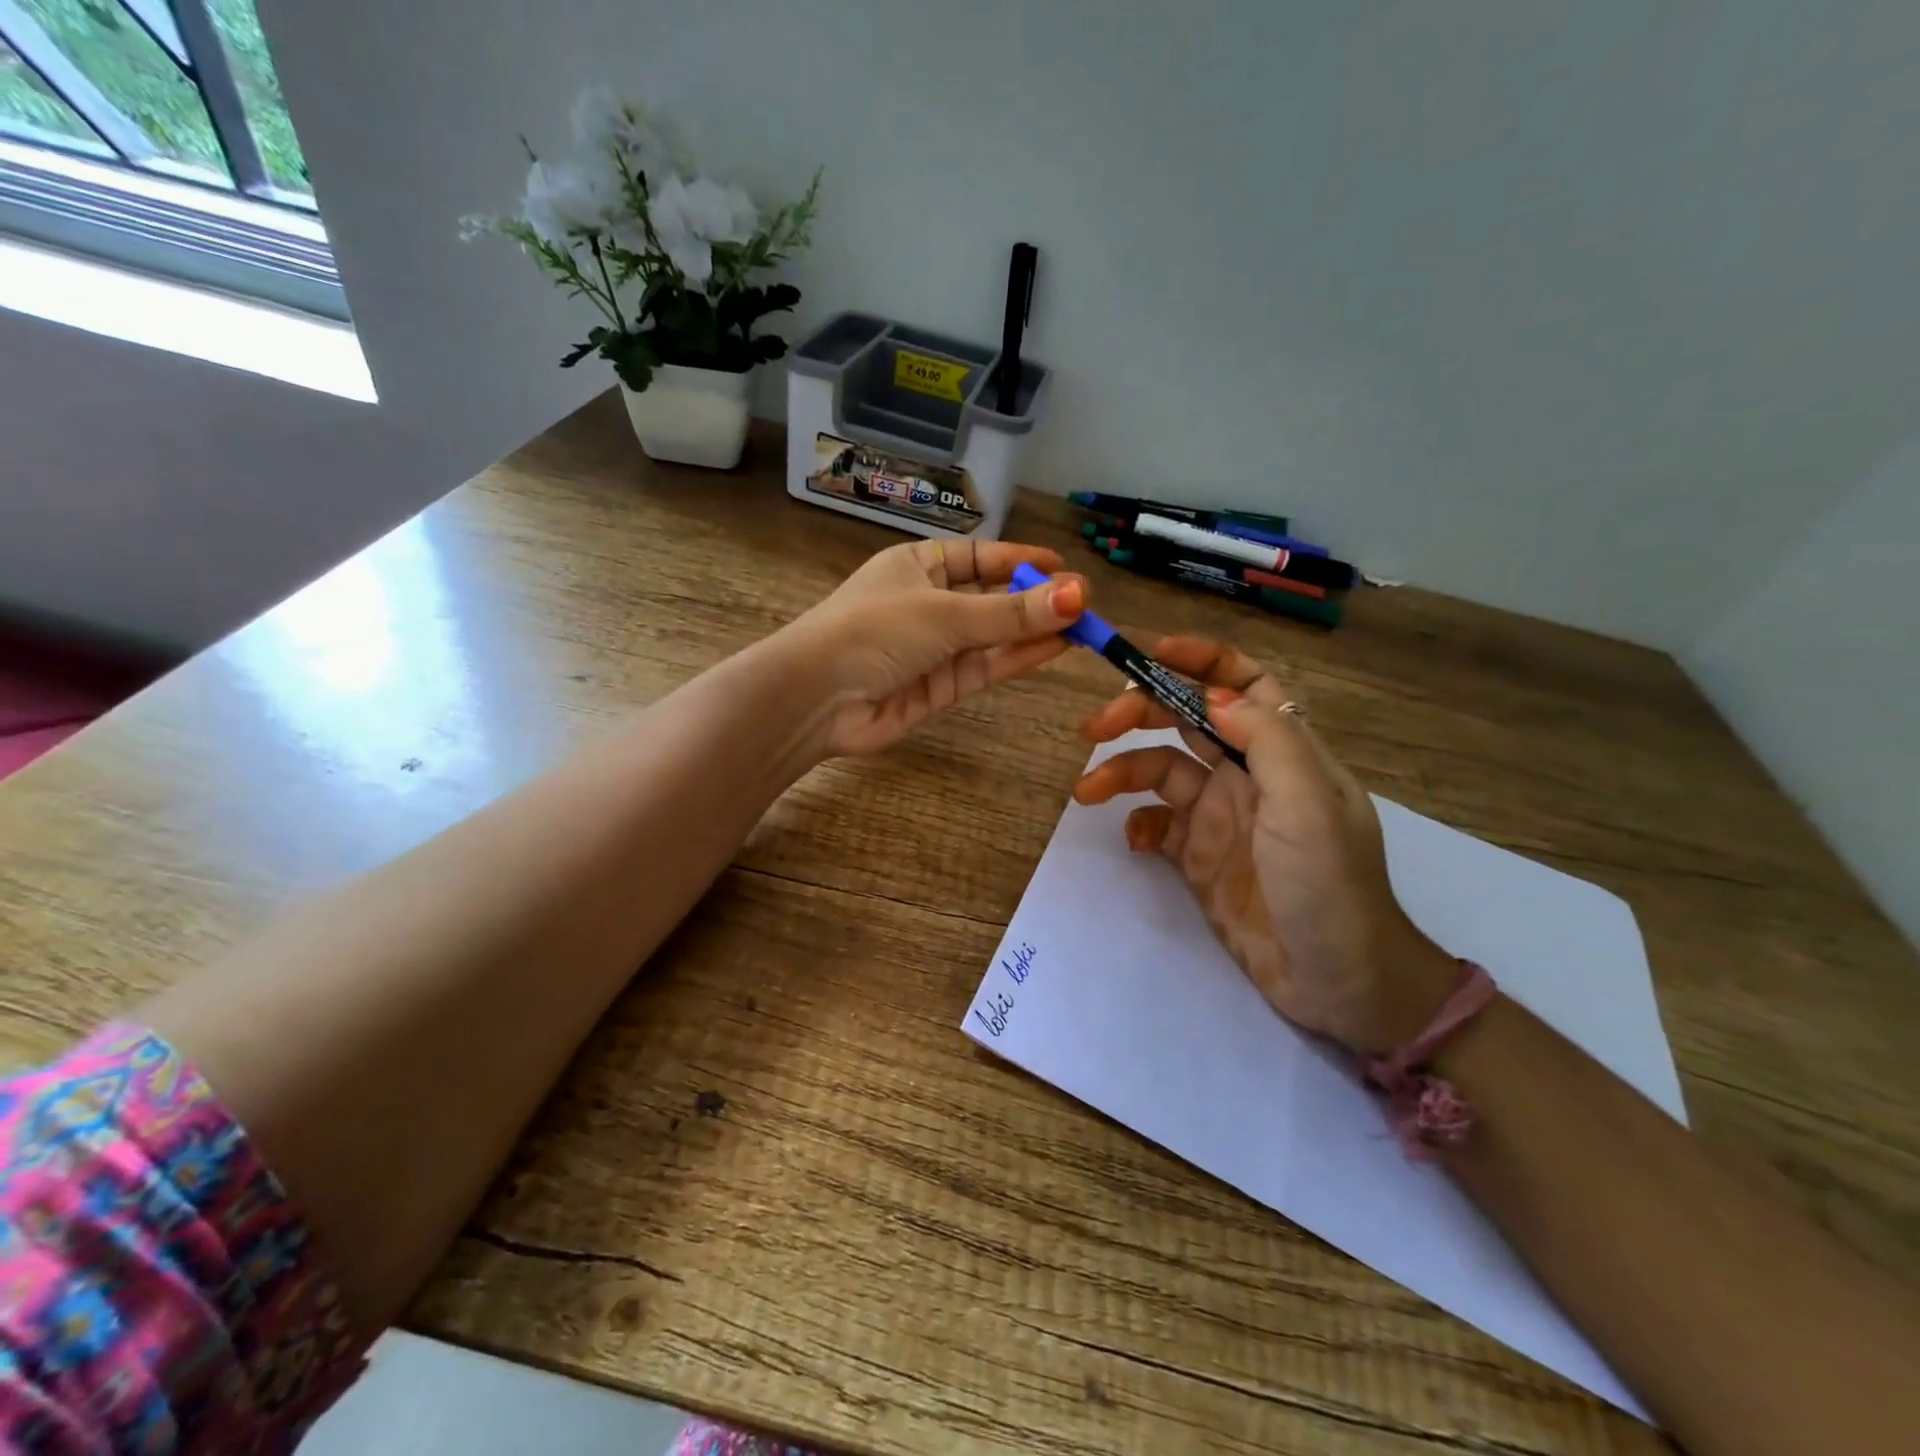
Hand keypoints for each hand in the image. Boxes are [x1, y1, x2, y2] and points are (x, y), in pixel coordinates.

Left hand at [778, 537, 1085, 759]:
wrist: (819, 698)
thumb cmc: (875, 629)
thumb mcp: (945, 611)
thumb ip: (1011, 611)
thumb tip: (1077, 595)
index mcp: (917, 566)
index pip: (978, 557)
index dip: (1019, 560)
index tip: (1062, 566)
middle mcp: (928, 603)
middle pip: (991, 597)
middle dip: (1035, 599)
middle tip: (1086, 602)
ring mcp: (936, 648)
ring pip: (995, 634)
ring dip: (1036, 629)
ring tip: (1084, 624)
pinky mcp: (942, 688)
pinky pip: (988, 665)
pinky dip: (1021, 656)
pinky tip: (1058, 645)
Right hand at [1072, 635, 1456, 1055]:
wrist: (1336, 981)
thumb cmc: (1328, 884)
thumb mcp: (1306, 804)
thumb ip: (1266, 740)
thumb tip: (1212, 694)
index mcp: (1283, 752)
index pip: (1245, 685)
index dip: (1203, 661)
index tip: (1152, 654)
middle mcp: (1249, 775)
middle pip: (1187, 720)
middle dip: (1139, 712)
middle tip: (1094, 726)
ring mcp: (1221, 816)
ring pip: (1161, 770)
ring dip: (1122, 771)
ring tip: (1087, 791)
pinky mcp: (1199, 856)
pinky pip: (1157, 824)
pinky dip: (1138, 823)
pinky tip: (1133, 841)